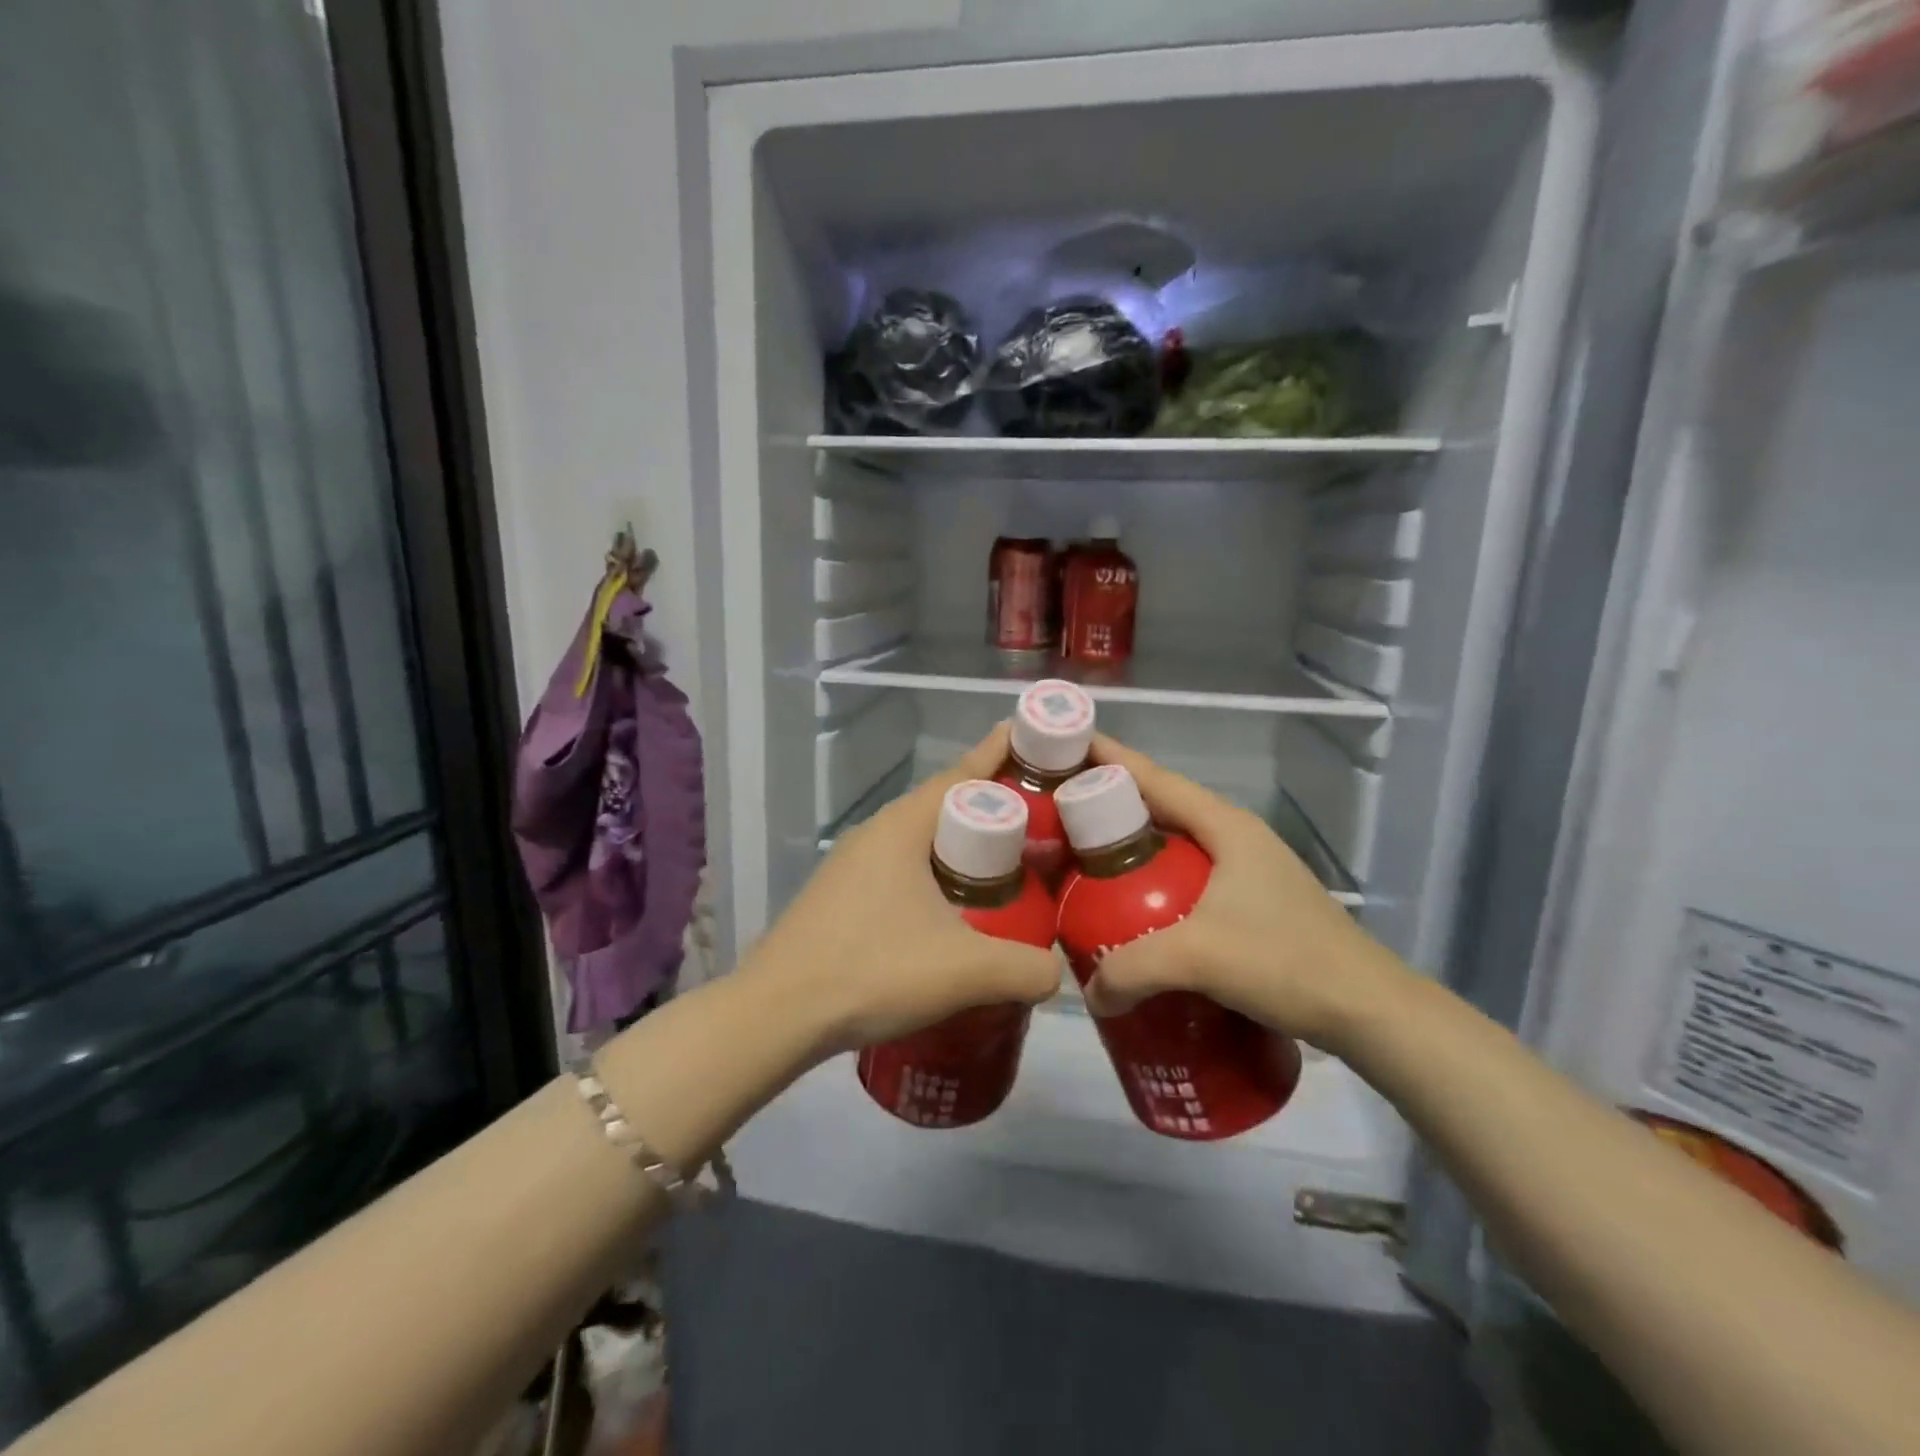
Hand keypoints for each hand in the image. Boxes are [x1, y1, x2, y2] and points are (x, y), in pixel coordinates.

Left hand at [746, 724, 1061, 1056]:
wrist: (776, 1014)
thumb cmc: (872, 971)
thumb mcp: (964, 971)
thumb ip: (1025, 969)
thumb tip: (1056, 972)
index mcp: (903, 827)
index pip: (963, 774)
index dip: (1001, 754)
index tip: (1036, 738)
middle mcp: (876, 833)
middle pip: (945, 805)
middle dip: (992, 806)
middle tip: (1040, 820)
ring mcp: (853, 865)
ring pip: (922, 841)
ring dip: (962, 846)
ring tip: (1005, 868)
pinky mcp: (841, 897)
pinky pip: (902, 869)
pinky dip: (936, 875)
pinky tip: (954, 912)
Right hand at [1079, 735, 1399, 1049]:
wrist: (1368, 1011)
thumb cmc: (1287, 962)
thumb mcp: (1200, 958)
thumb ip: (1132, 968)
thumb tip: (1090, 992)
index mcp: (1224, 826)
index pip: (1154, 779)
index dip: (1108, 759)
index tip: (1064, 746)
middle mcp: (1233, 837)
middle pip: (1159, 808)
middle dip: (1108, 805)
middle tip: (1057, 814)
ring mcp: (1244, 870)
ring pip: (1172, 846)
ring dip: (1130, 849)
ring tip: (1082, 862)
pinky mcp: (1249, 903)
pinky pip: (1184, 879)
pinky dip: (1151, 883)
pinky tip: (1129, 910)